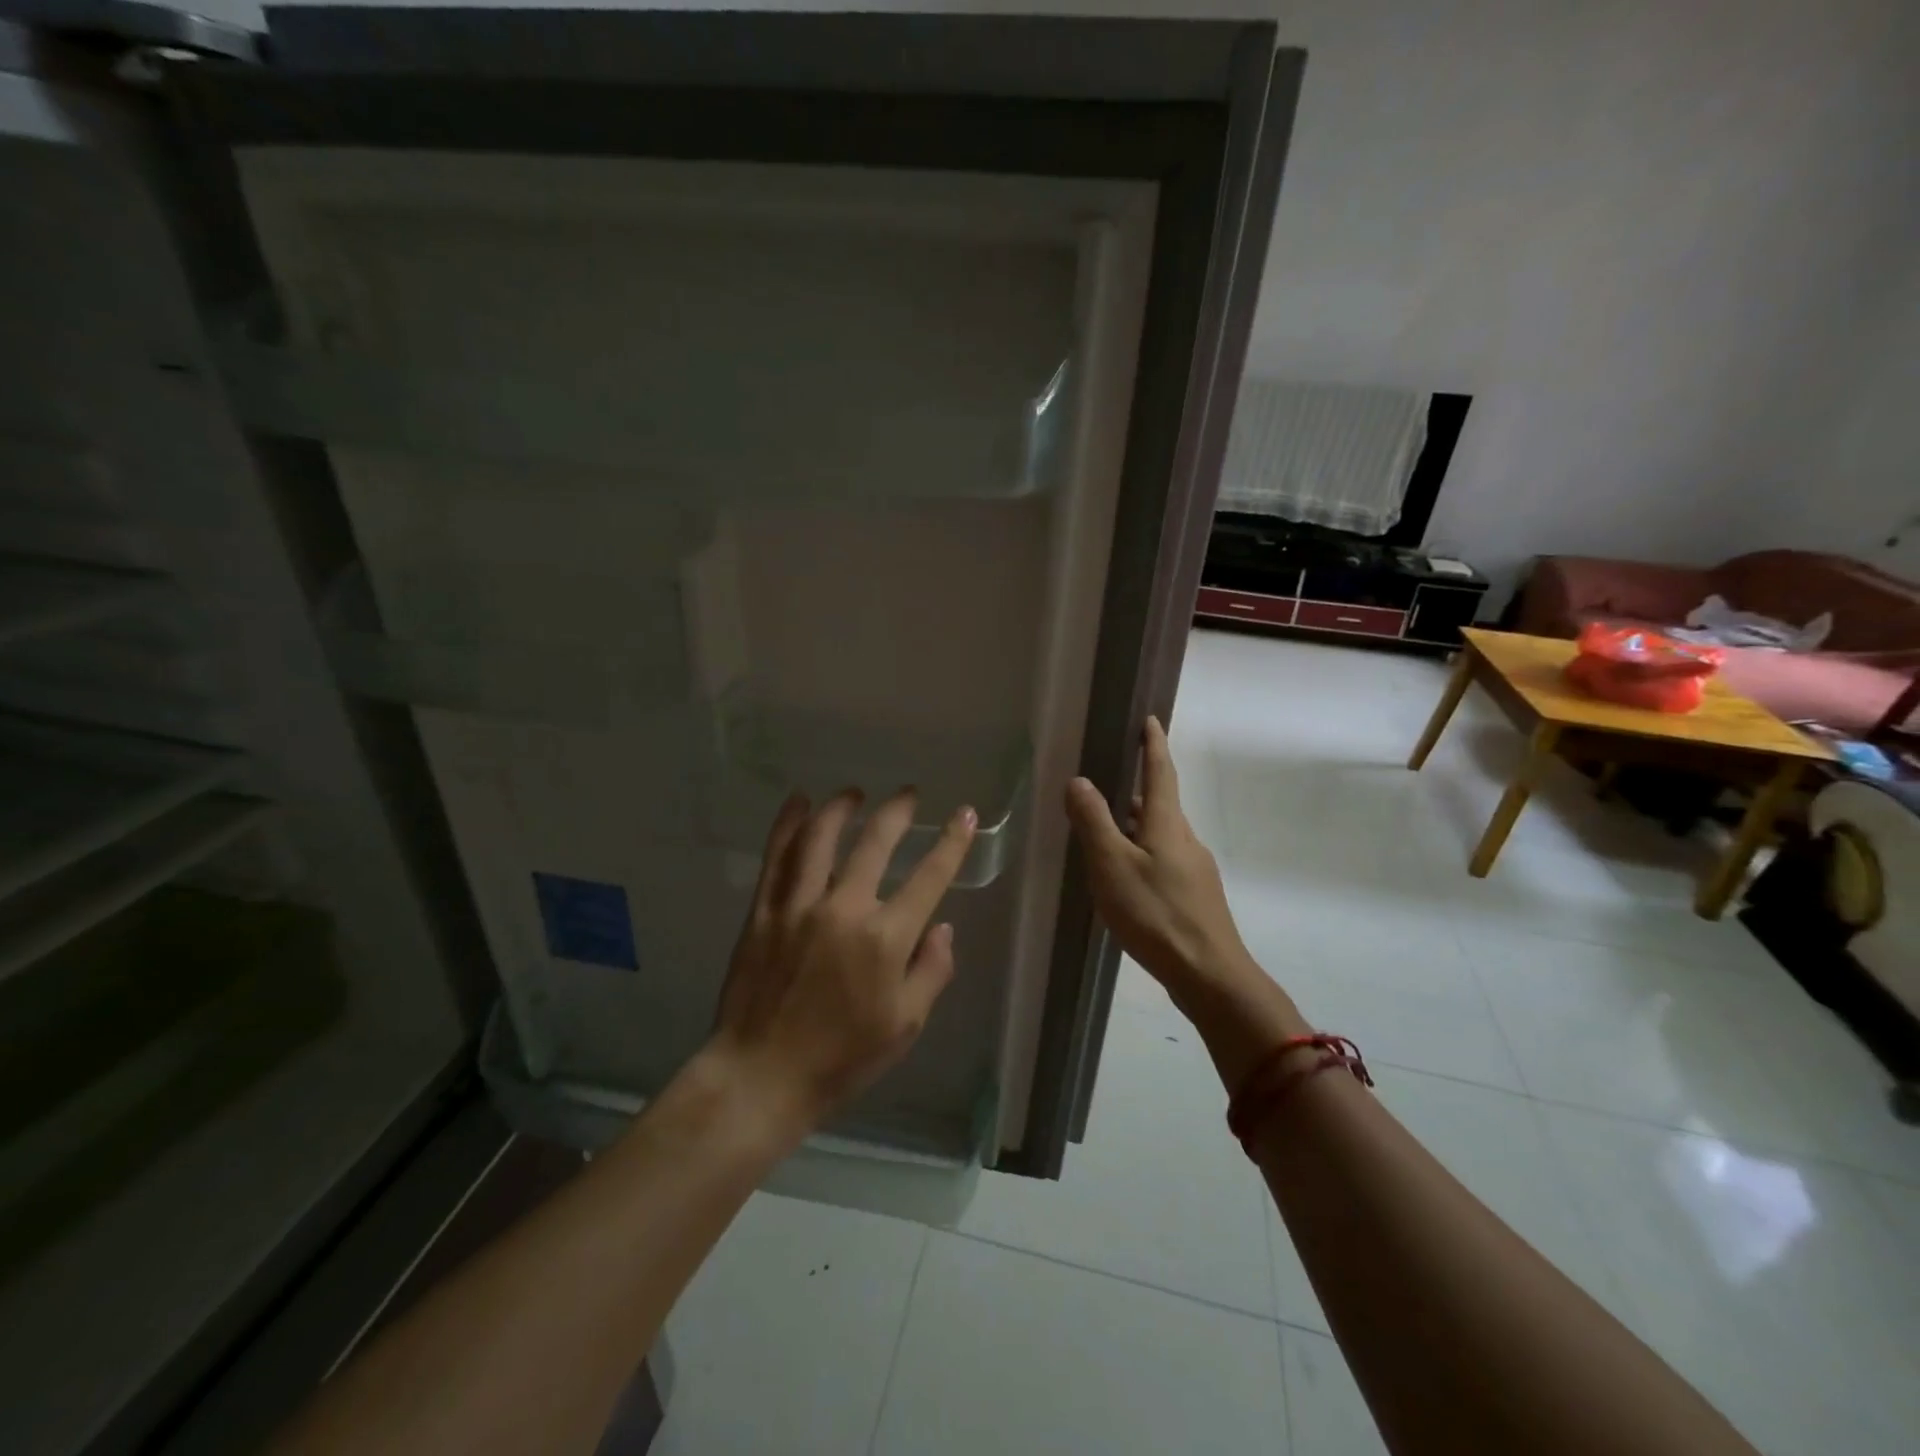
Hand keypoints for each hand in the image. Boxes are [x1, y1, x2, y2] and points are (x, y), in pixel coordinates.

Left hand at [709, 788, 977, 1132]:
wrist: (761, 1077)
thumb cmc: (842, 1059)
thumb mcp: (905, 1026)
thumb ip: (931, 971)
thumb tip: (943, 927)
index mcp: (885, 939)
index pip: (930, 877)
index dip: (952, 842)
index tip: (965, 813)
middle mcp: (844, 910)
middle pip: (875, 843)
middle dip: (897, 811)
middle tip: (908, 793)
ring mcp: (798, 906)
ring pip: (821, 838)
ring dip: (841, 807)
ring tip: (854, 792)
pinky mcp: (764, 911)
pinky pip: (777, 857)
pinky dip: (788, 824)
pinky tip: (798, 802)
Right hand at [1063, 716, 1251, 991]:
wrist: (1209, 974)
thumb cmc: (1156, 914)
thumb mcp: (1112, 865)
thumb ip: (1094, 822)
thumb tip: (1080, 780)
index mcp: (1167, 824)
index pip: (1161, 772)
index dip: (1153, 745)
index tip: (1150, 720)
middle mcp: (1185, 839)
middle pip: (1160, 804)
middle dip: (1136, 789)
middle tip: (1106, 783)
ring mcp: (1194, 870)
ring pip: (1161, 835)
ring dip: (1136, 825)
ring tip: (1105, 832)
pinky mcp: (1194, 897)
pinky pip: (1164, 860)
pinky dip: (1142, 853)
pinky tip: (1125, 878)